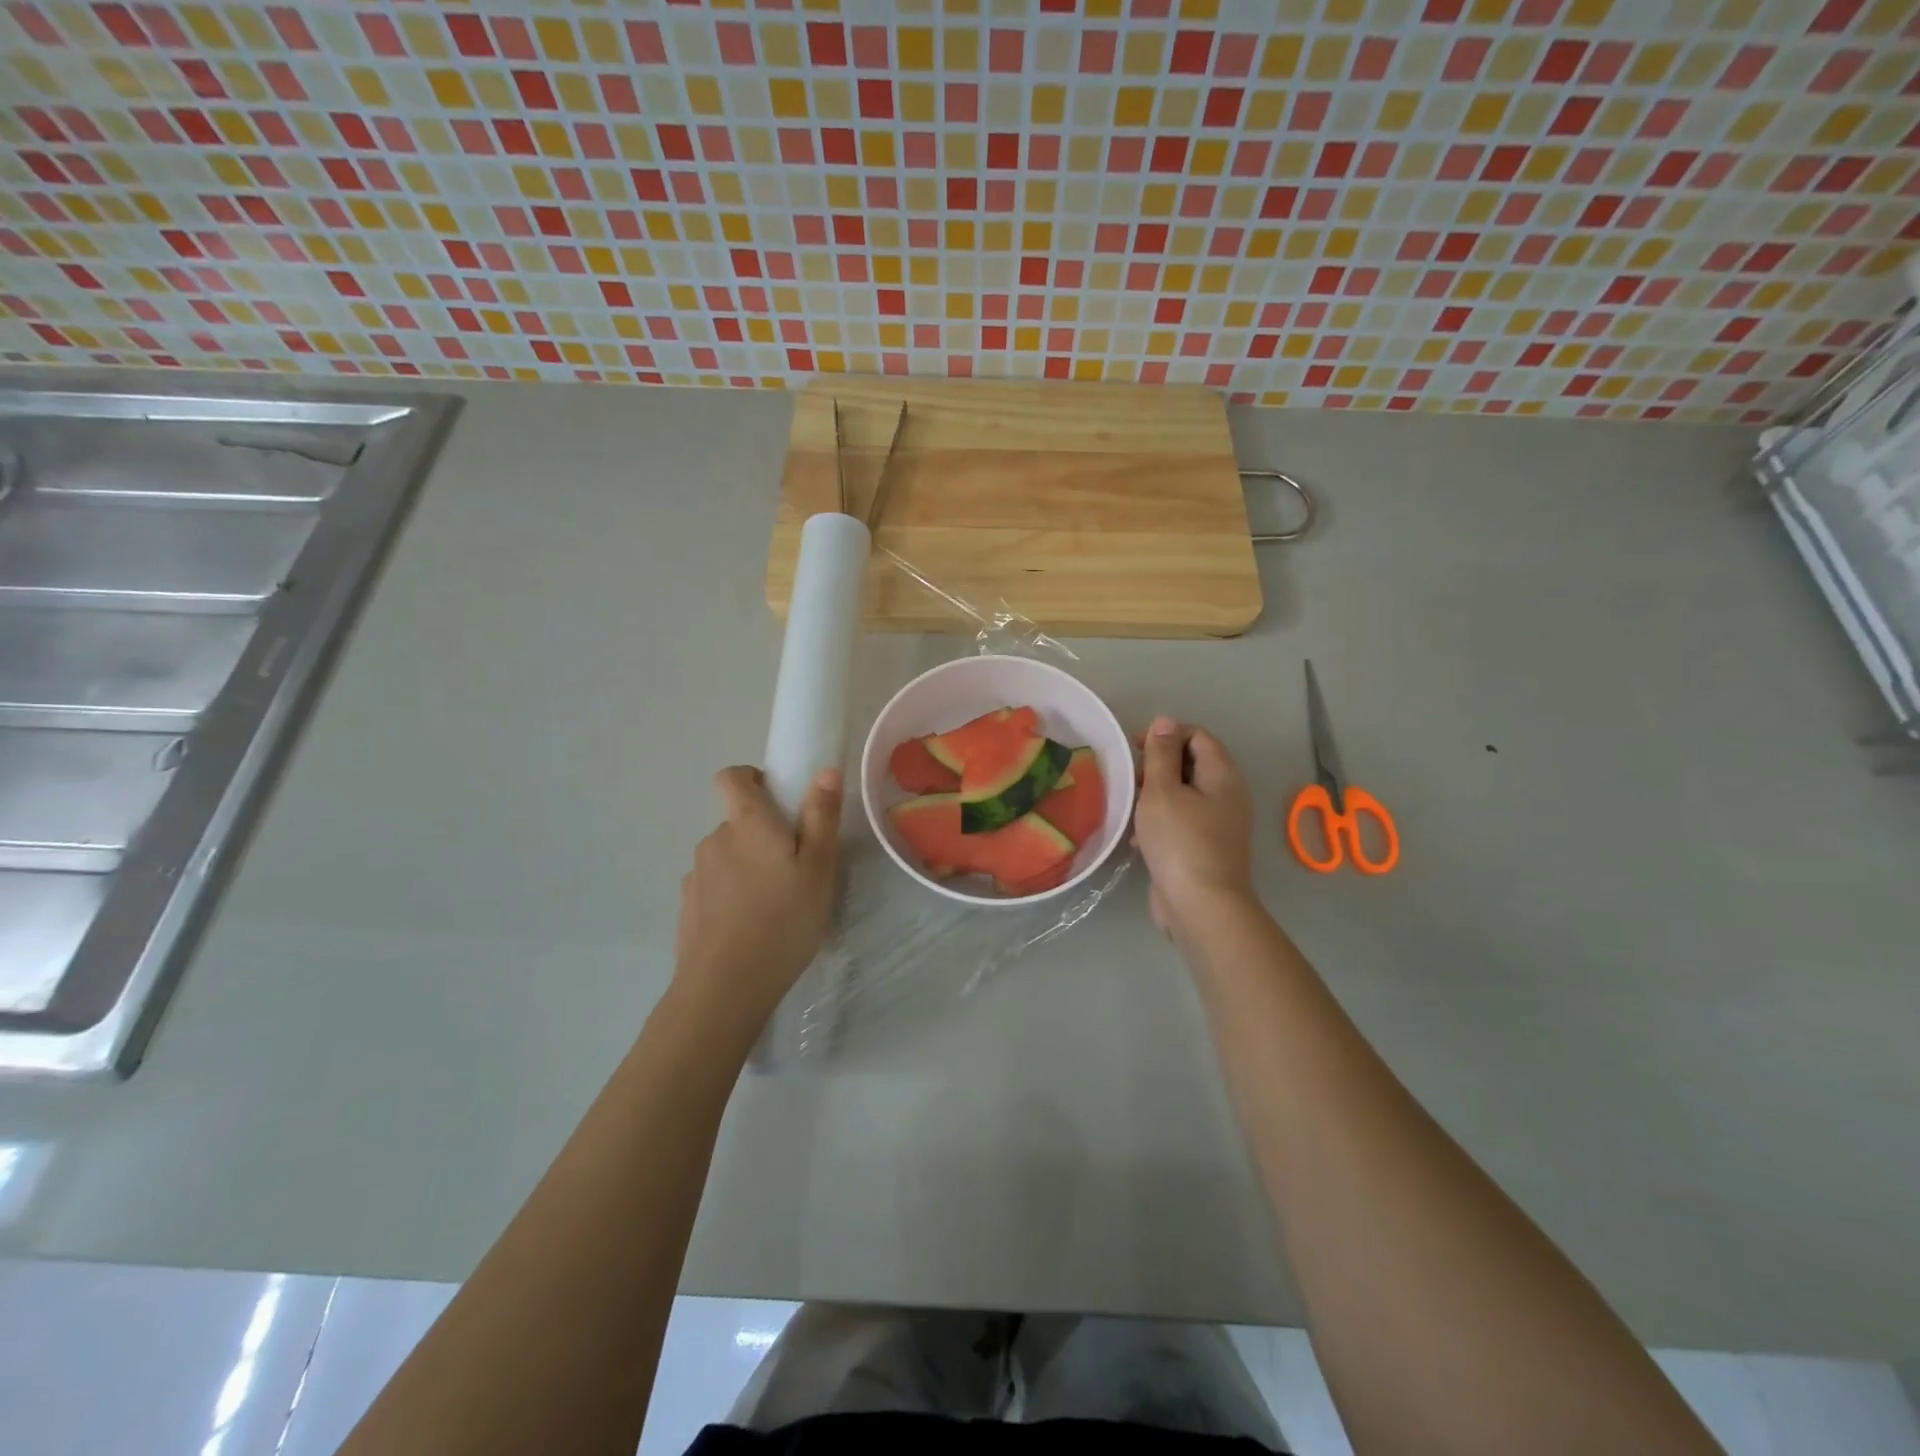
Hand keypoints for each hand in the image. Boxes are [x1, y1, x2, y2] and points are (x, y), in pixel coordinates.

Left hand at [673, 765, 841, 1033]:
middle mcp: (714, 839)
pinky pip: (714, 887)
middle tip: (794, 868)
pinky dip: (731, 896)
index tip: (779, 803)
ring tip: (774, 905)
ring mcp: (696, 874)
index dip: (753, 779)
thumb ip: (821, 816)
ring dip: (747, 868)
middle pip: (736, 821)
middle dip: (761, 835)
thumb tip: (826, 769)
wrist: (725, 987)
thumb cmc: (783, 920)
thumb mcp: (818, 868)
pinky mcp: (687, 907)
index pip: (731, 776)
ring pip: (727, 856)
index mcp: (747, 823)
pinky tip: (750, 928)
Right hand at [1133, 716, 1256, 940]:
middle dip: (1157, 766)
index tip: (1133, 748)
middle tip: (1129, 780)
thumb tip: (1165, 721)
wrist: (1201, 907)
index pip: (1197, 736)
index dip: (1166, 734)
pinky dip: (1159, 822)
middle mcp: (1226, 795)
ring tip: (1129, 807)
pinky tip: (1138, 839)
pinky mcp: (1205, 848)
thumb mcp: (1162, 791)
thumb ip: (1161, 754)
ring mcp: (1218, 824)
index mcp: (1222, 775)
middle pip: (1191, 764)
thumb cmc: (1180, 841)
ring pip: (1183, 795)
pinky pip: (1180, 822)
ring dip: (1154, 795)